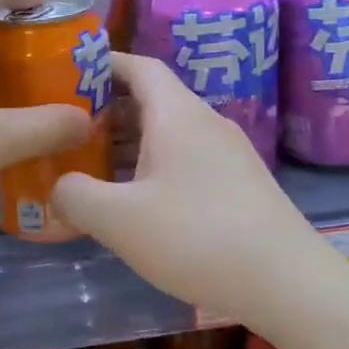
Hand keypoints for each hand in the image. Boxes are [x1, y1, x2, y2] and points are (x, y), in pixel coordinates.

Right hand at [52, 54, 312, 322]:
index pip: (139, 67)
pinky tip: (137, 201)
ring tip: (93, 166)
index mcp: (177, 114)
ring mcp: (228, 154)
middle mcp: (205, 123)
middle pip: (151, 100)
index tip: (67, 74)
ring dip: (129, 142)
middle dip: (107, 110)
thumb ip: (75, 195)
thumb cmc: (197, 237)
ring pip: (169, 133)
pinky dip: (154, 166)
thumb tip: (60, 185)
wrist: (288, 283)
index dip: (103, 64)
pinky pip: (186, 159)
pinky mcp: (240, 185)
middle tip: (67, 130)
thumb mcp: (118, 220)